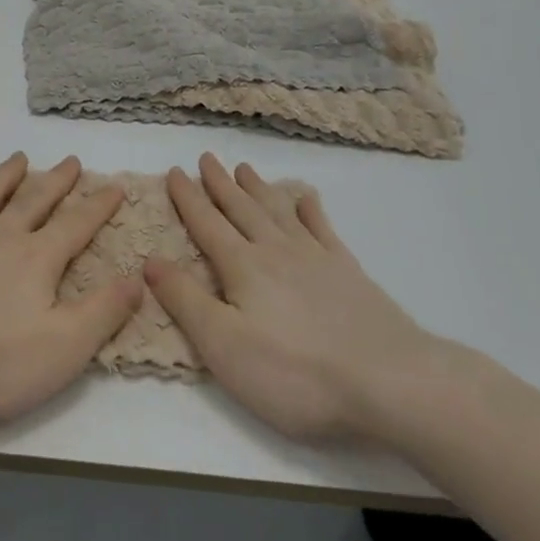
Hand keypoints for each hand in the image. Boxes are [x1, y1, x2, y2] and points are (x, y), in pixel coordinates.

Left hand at [0, 154, 142, 424]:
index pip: (77, 226)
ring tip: (20, 158)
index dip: (98, 207)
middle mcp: (2, 234)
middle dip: (57, 181)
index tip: (115, 187)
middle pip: (36, 200)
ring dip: (7, 175)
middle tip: (71, 160)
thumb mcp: (62, 348)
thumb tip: (138, 278)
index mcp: (38, 259)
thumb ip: (102, 312)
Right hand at [145, 153, 442, 442]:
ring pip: (278, 212)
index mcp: (242, 266)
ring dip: (258, 189)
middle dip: (220, 183)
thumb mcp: (223, 344)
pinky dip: (312, 211)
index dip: (188, 197)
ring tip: (245, 168)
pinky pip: (324, 230)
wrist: (390, 383)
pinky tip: (307, 199)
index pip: (206, 223)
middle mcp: (276, 251)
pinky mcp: (350, 274)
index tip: (175, 170)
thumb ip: (185, 299)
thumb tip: (150, 259)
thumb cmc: (295, 372)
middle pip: (241, 209)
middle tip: (207, 157)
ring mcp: (316, 259)